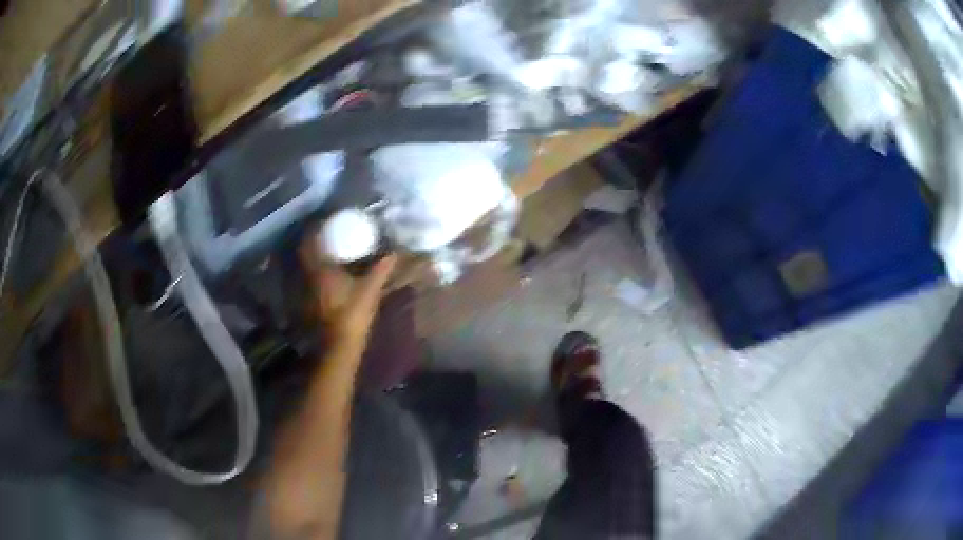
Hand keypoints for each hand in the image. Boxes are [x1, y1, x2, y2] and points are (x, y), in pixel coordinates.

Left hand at [300, 239, 396, 350]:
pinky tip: (329, 273)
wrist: (339, 345)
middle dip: (314, 242)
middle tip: (328, 234)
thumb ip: (381, 270)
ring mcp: (308, 290)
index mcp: (321, 269)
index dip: (315, 230)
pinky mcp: (310, 302)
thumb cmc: (352, 314)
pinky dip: (317, 271)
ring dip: (315, 257)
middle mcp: (310, 276)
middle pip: (306, 253)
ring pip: (307, 266)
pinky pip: (310, 278)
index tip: (325, 222)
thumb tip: (393, 254)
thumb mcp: (370, 290)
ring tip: (329, 250)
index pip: (310, 242)